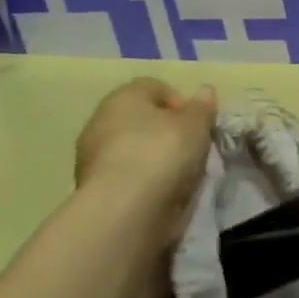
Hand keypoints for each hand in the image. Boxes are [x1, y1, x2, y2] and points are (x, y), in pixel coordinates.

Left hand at [74, 78, 216, 236]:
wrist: (124, 209)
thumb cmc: (162, 152)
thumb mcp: (195, 125)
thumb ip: (202, 107)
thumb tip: (205, 91)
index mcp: (123, 96)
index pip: (155, 87)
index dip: (181, 103)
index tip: (198, 125)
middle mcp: (101, 120)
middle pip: (143, 120)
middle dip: (168, 132)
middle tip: (192, 150)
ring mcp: (93, 156)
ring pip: (135, 149)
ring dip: (156, 158)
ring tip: (181, 176)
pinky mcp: (94, 188)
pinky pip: (128, 175)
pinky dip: (144, 181)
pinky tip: (162, 193)